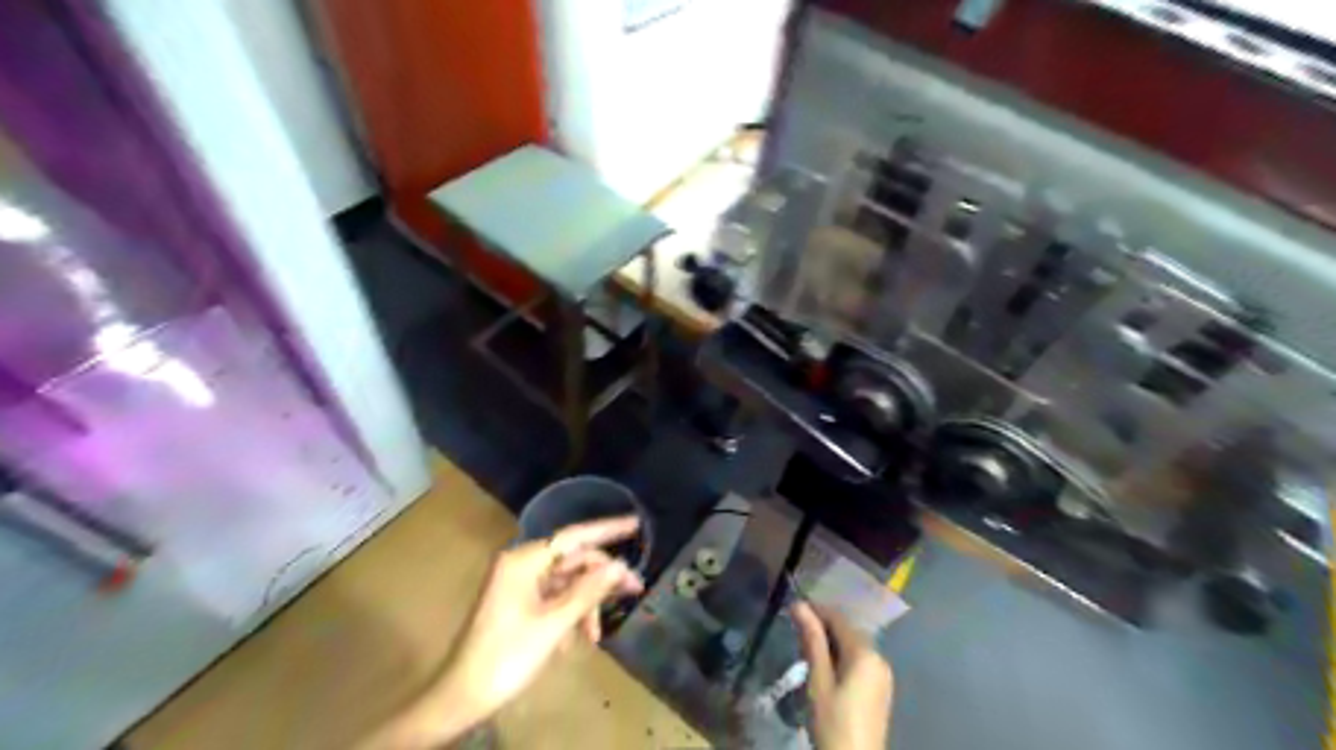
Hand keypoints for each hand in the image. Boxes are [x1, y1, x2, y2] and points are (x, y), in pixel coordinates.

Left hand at [360, 518, 641, 746]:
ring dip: (585, 605)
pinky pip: (554, 598)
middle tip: (635, 590)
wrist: (463, 696)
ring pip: (566, 583)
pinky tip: (574, 640)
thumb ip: (589, 590)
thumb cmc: (507, 656)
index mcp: (523, 561)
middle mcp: (521, 564)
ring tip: (595, 635)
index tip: (636, 524)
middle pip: (573, 561)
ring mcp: (519, 584)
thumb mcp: (554, 624)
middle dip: (601, 579)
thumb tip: (621, 565)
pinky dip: (569, 614)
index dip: (607, 529)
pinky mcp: (519, 602)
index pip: (573, 537)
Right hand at [791, 600, 895, 749]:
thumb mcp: (819, 680)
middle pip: (848, 631)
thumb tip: (799, 605)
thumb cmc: (833, 721)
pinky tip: (825, 667)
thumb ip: (812, 640)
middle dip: (823, 626)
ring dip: (831, 642)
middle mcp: (879, 657)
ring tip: (806, 648)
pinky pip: (860, 661)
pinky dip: (841, 657)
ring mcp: (882, 675)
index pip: (839, 618)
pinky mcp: (880, 690)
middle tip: (796, 630)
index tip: (792, 610)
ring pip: (853, 646)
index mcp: (866, 652)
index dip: (816, 610)